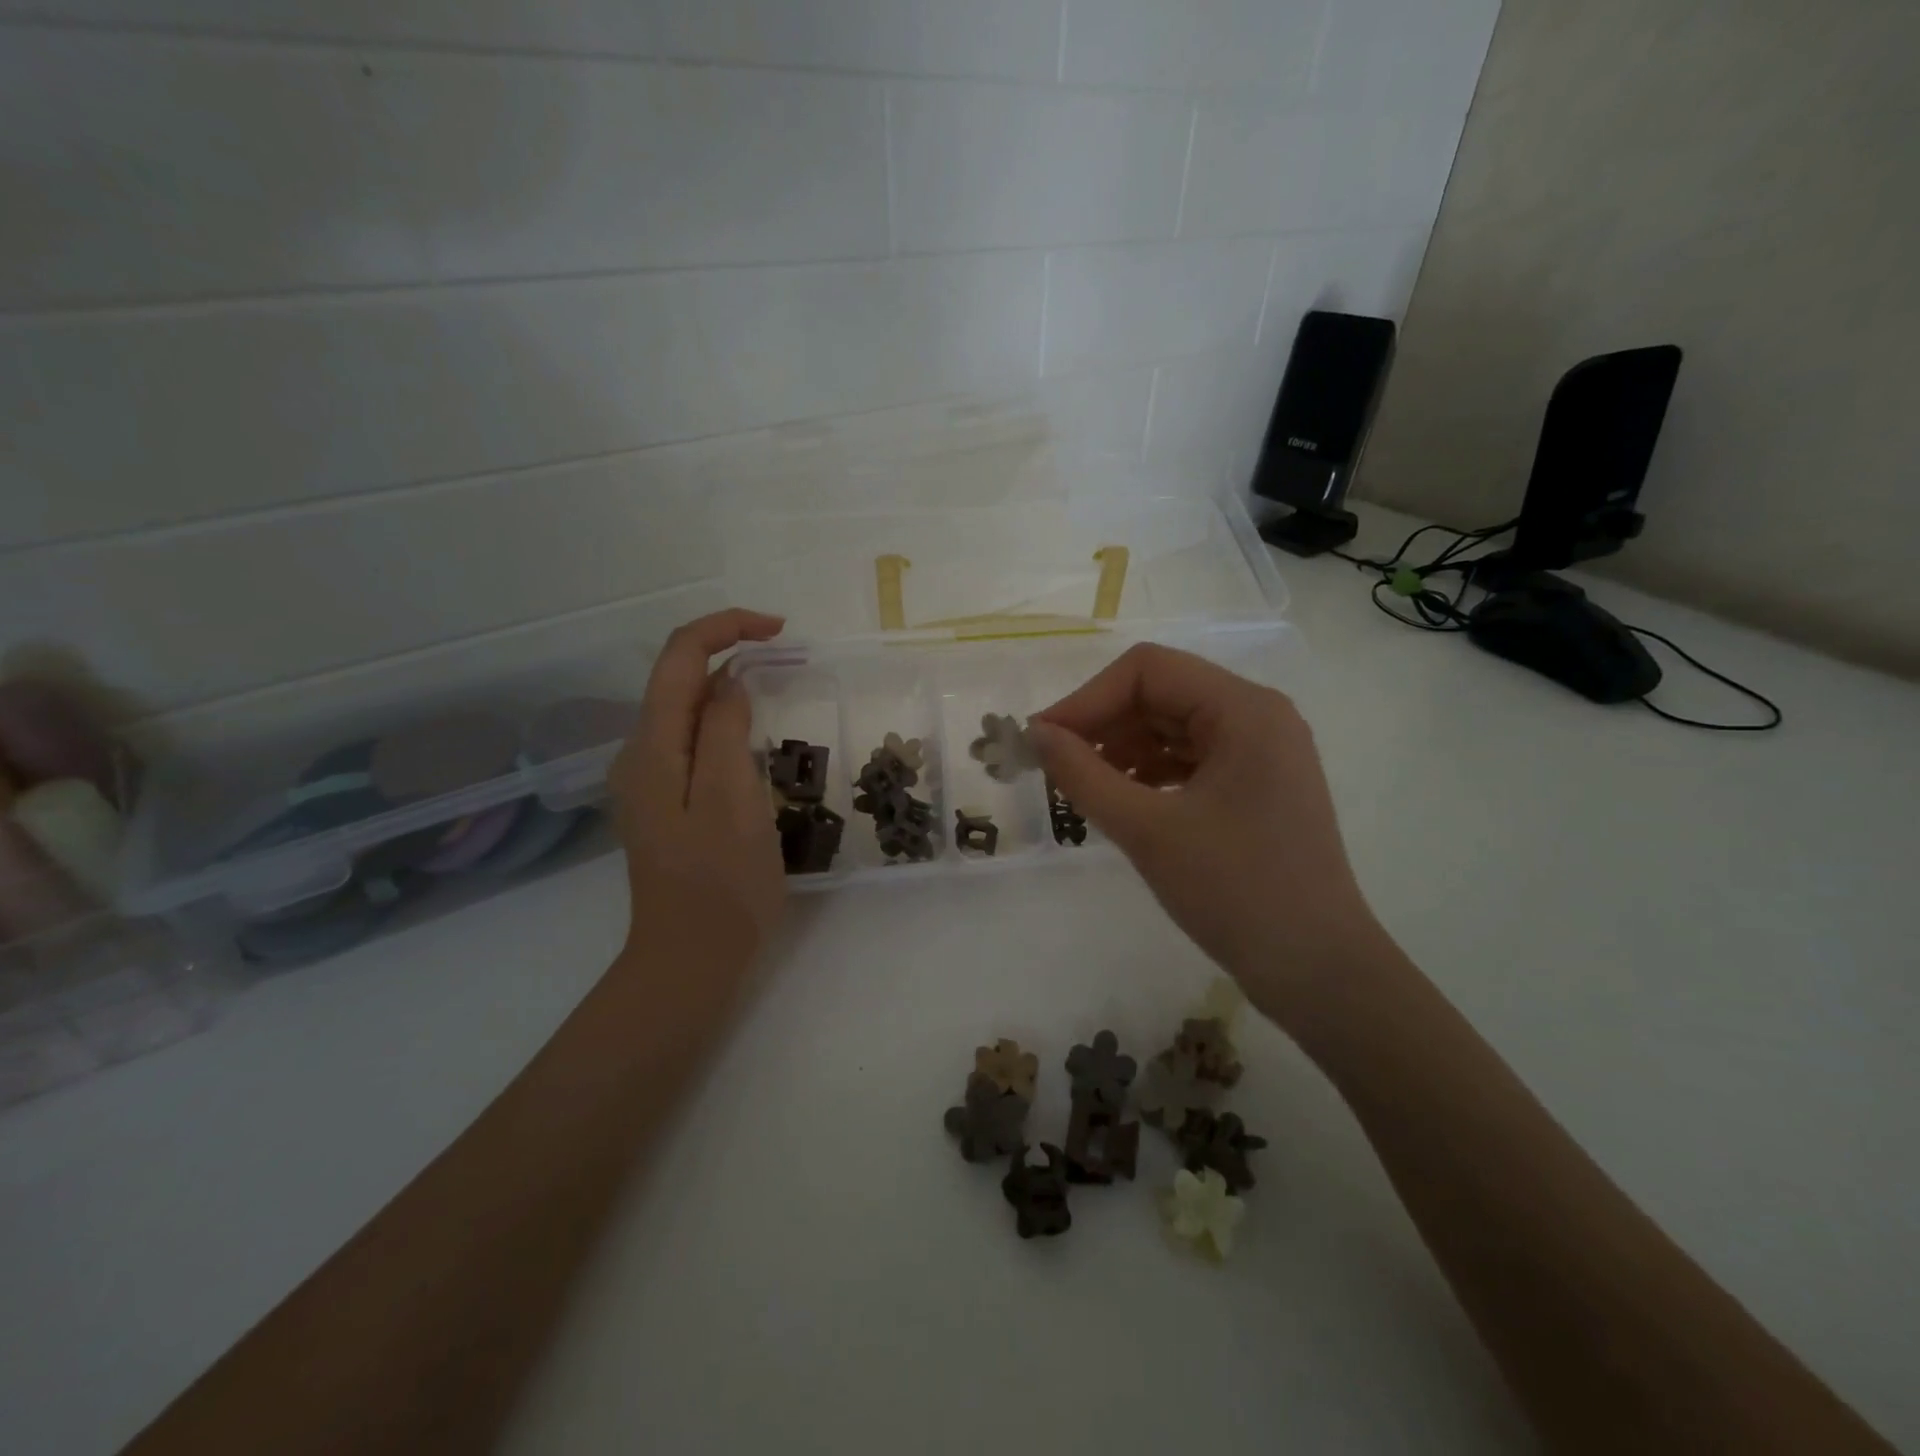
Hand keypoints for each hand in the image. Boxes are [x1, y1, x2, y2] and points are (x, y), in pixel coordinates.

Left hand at [608, 609, 786, 962]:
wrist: (690, 959)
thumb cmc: (721, 882)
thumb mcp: (732, 799)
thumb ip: (726, 731)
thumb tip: (730, 683)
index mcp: (652, 747)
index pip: (679, 656)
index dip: (725, 628)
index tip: (779, 631)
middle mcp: (640, 754)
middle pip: (677, 678)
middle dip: (728, 652)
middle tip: (787, 658)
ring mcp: (650, 780)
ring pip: (686, 710)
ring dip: (728, 687)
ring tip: (777, 691)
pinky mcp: (667, 801)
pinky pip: (693, 741)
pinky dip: (724, 722)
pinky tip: (755, 739)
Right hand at [1030, 643, 1384, 1022]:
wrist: (1317, 971)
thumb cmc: (1235, 893)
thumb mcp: (1147, 830)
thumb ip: (1083, 774)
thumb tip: (1036, 734)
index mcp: (1244, 710)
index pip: (1148, 671)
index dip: (1087, 699)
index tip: (1042, 741)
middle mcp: (1258, 716)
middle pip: (1162, 693)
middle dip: (1103, 724)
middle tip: (1054, 766)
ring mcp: (1262, 751)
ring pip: (1173, 726)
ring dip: (1123, 748)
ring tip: (1082, 786)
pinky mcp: (1257, 785)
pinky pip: (1191, 758)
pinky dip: (1149, 771)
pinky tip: (1120, 800)